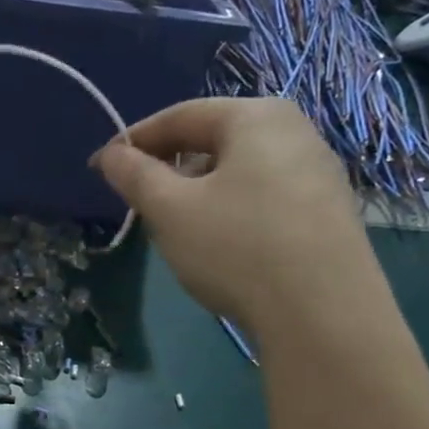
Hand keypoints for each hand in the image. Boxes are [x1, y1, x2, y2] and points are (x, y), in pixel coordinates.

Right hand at [92, 98, 373, 331]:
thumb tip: (111, 154)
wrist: (322, 313)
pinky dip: (230, 209)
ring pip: (238, 170)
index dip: (133, 140)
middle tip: (138, 200)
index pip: (180, 116)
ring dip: (198, 191)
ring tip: (175, 227)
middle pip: (213, 140)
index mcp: (256, 116)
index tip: (100, 167)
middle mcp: (295, 131)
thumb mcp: (170, 210)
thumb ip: (134, 175)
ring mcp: (318, 171)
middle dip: (168, 166)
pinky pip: (263, 195)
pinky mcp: (328, 211)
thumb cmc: (236, 247)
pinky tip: (220, 245)